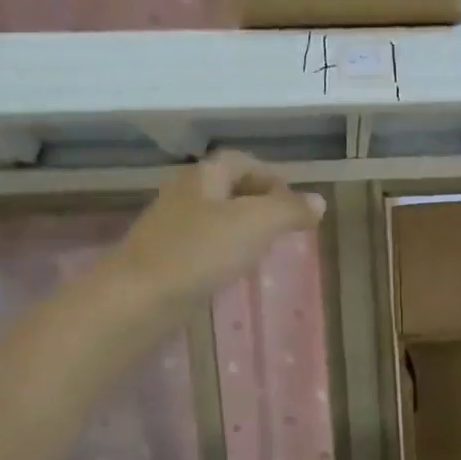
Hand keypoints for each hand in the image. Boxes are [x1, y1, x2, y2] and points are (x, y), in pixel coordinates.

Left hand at [118, 151, 324, 307]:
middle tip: (285, 225)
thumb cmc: (201, 252)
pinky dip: (224, 250)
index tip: (295, 201)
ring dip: (242, 227)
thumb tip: (319, 201)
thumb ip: (289, 210)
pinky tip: (233, 270)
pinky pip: (203, 244)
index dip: (272, 176)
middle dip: (258, 201)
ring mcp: (171, 227)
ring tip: (265, 248)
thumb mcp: (256, 224)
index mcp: (204, 176)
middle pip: (228, 188)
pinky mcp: (166, 257)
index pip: (242, 162)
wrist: (141, 296)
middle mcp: (185, 194)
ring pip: (215, 217)